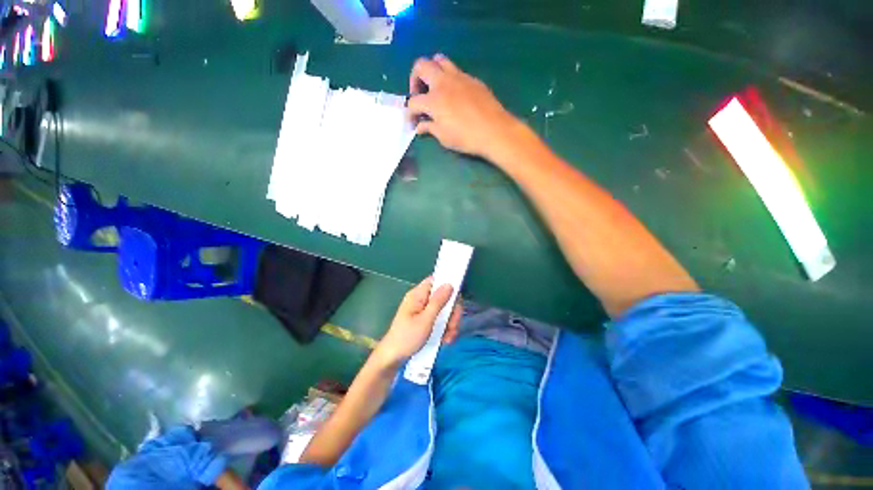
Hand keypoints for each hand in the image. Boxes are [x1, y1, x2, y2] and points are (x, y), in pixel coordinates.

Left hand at [375, 277, 462, 366]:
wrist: (392, 359)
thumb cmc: (407, 338)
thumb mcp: (425, 320)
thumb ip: (438, 302)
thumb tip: (449, 284)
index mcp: (418, 295)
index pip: (436, 281)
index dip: (448, 285)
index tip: (456, 299)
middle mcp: (422, 300)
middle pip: (444, 298)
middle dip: (451, 312)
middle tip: (452, 326)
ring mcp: (424, 312)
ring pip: (444, 311)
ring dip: (450, 324)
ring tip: (448, 337)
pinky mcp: (426, 322)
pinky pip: (440, 321)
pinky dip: (445, 330)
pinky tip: (445, 340)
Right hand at [407, 54, 523, 160]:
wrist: (494, 131)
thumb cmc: (466, 138)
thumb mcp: (444, 137)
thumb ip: (430, 128)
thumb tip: (420, 126)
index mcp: (434, 100)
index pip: (413, 102)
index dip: (409, 114)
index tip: (412, 122)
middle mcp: (443, 82)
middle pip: (421, 66)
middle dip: (414, 79)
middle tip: (419, 95)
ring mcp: (459, 77)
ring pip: (439, 60)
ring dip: (432, 71)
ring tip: (435, 88)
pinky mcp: (472, 79)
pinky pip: (456, 70)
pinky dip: (449, 79)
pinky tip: (454, 95)